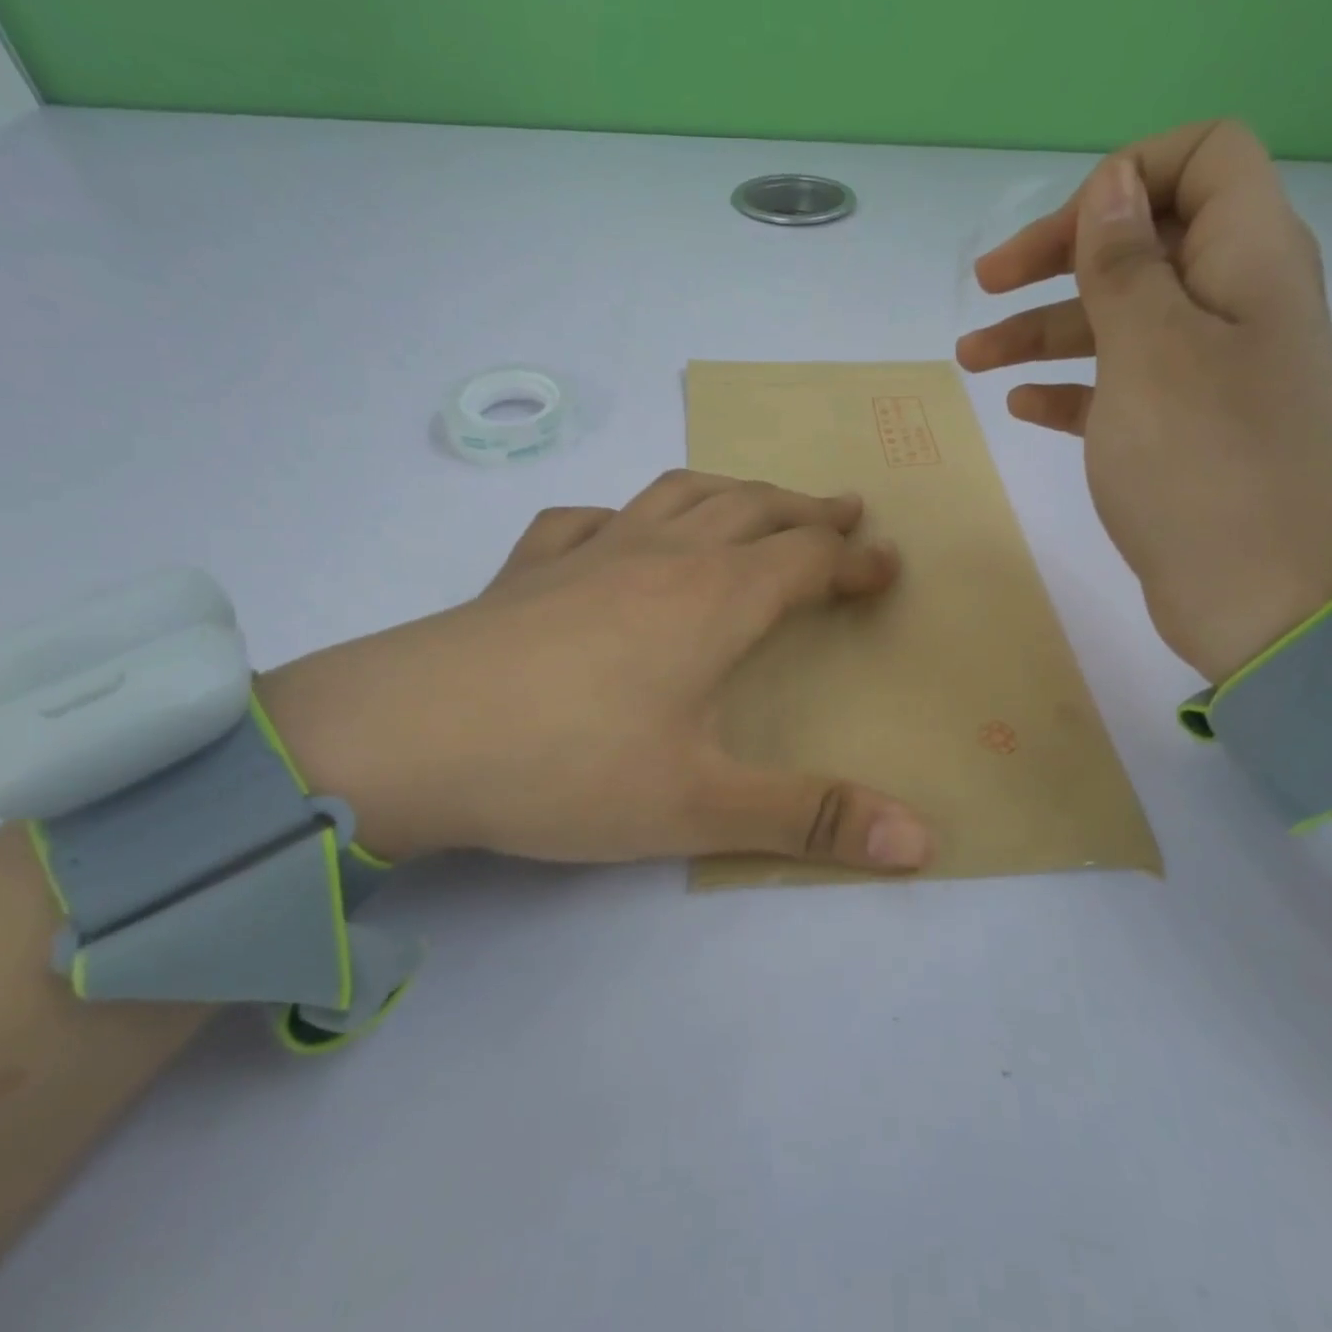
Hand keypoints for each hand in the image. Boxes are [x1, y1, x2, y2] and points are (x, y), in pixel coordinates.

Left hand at [256, 473, 933, 871]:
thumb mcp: (701, 806)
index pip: (808, 559)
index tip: (888, 564)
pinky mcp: (528, 568)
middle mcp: (661, 556)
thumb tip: (922, 841)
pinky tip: (618, 532)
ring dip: (732, 490)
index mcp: (714, 599)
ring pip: (679, 494)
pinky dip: (623, 515)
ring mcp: (589, 552)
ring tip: (755, 500)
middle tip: (844, 510)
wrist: (409, 738)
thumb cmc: (570, 767)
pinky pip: (588, 520)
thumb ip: (811, 818)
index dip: (855, 560)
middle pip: (753, 508)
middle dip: (807, 509)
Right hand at [956, 120, 1331, 683]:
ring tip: (970, 359)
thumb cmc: (1200, 461)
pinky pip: (1119, 387)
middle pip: (1145, 242)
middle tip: (985, 286)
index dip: (1127, 178)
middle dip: (1062, 256)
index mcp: (1249, 259)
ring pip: (1119, 322)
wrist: (1257, 592)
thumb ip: (1127, 261)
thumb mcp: (1151, 349)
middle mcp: (1234, 303)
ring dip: (1044, 329)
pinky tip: (1022, 406)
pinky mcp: (1182, 431)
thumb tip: (1114, 183)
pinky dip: (1070, 387)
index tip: (1061, 237)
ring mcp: (1208, 372)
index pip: (1203, 160)